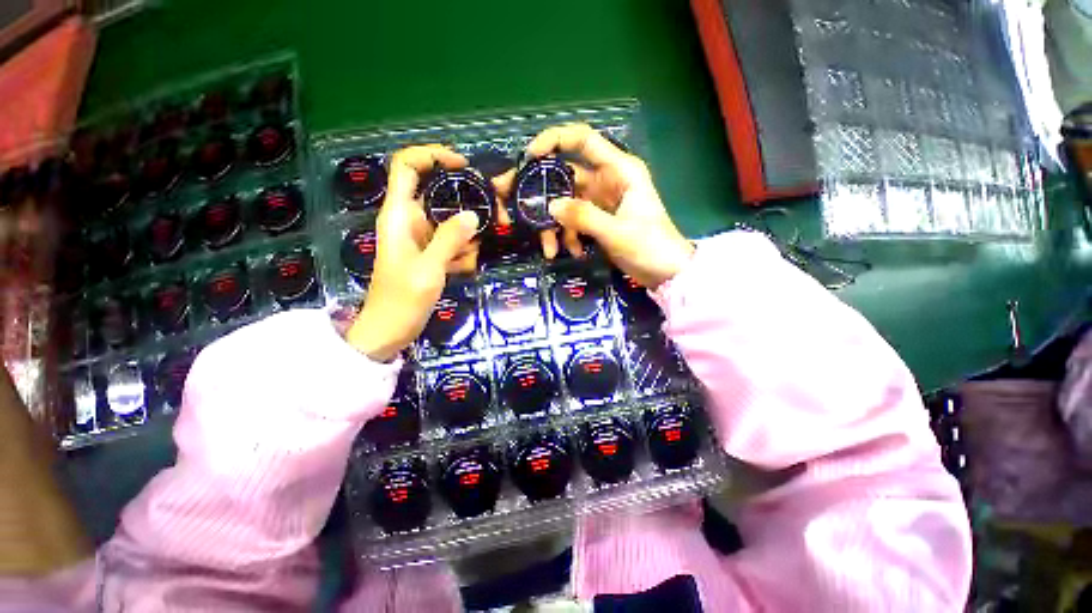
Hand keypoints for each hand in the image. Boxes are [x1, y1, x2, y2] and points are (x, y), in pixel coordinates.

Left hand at [346, 145, 479, 361]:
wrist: (388, 331)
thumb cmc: (401, 300)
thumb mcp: (428, 269)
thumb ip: (449, 240)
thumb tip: (473, 214)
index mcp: (399, 215)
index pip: (407, 167)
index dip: (431, 156)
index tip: (463, 165)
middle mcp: (409, 220)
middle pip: (438, 193)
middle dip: (466, 203)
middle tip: (494, 216)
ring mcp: (421, 238)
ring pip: (450, 221)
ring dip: (467, 236)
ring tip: (470, 258)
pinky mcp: (429, 253)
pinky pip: (452, 242)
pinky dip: (462, 252)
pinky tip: (464, 268)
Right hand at [523, 123, 693, 288]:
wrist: (666, 272)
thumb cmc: (651, 247)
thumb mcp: (617, 232)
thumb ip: (584, 217)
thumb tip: (550, 206)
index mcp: (619, 170)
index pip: (583, 139)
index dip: (554, 140)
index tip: (529, 157)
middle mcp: (607, 180)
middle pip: (567, 177)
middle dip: (544, 195)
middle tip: (521, 211)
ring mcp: (601, 201)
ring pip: (567, 203)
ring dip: (556, 225)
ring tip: (550, 249)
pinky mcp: (598, 220)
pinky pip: (574, 221)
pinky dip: (569, 236)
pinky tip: (574, 252)